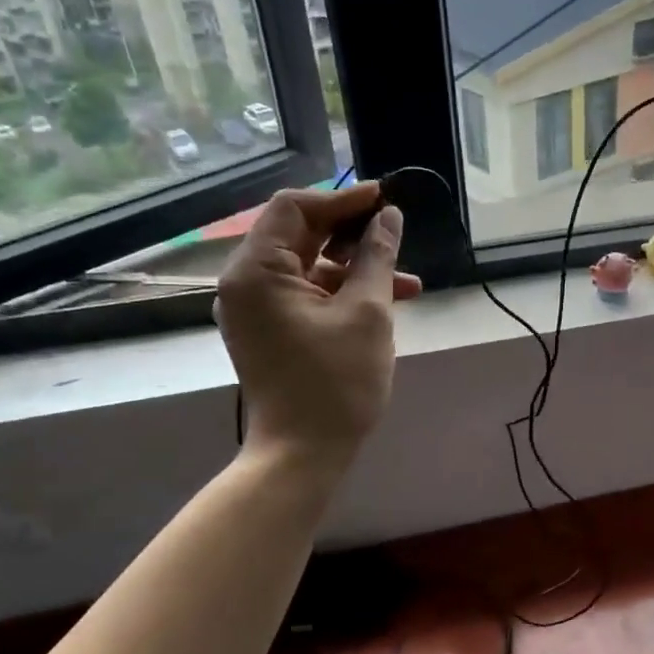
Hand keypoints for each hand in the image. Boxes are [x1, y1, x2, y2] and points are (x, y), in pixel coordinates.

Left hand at [214, 182, 420, 465]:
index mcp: (256, 270)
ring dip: (355, 269)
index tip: (385, 201)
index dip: (343, 199)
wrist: (302, 454)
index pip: (295, 208)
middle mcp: (245, 283)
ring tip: (407, 284)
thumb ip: (377, 257)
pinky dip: (340, 293)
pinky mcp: (268, 331)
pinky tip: (383, 304)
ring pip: (308, 268)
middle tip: (397, 236)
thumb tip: (388, 216)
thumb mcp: (367, 313)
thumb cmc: (336, 383)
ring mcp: (254, 310)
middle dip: (353, 234)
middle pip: (299, 236)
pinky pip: (304, 295)